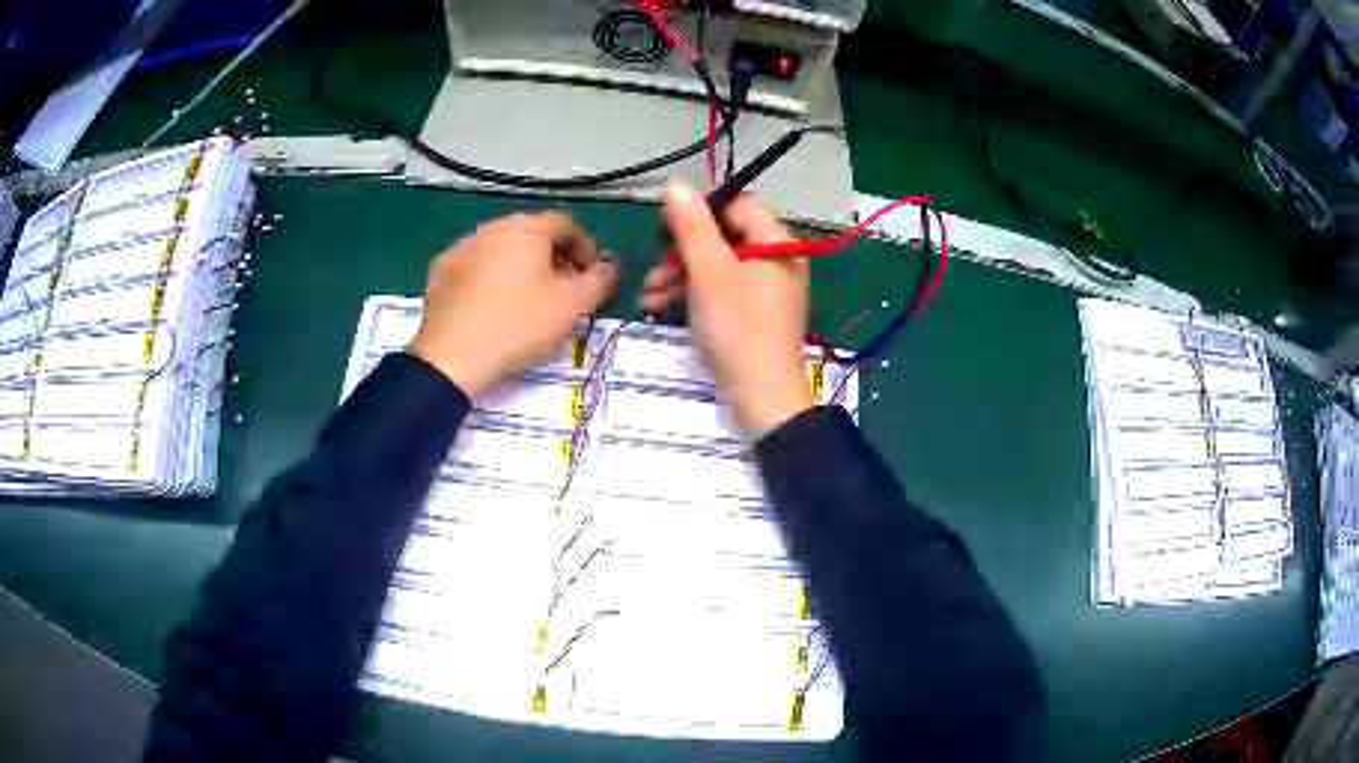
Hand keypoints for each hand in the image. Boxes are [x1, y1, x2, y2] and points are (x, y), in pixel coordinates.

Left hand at [410, 212, 616, 398]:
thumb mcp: (572, 306)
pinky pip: (477, 269)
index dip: (587, 250)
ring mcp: (461, 247)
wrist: (452, 356)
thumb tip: (609, 269)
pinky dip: (491, 282)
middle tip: (564, 293)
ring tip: (528, 303)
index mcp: (527, 227)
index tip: (592, 279)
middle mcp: (492, 227)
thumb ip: (599, 281)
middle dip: (554, 260)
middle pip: (533, 236)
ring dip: (521, 270)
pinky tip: (493, 309)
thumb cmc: (518, 324)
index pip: (568, 226)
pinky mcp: (440, 272)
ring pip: (503, 251)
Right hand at [641, 183, 814, 434]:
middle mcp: (777, 259)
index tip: (664, 230)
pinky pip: (722, 291)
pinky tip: (660, 308)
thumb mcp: (709, 271)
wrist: (761, 396)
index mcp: (776, 242)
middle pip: (723, 237)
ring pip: (717, 266)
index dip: (699, 213)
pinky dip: (693, 295)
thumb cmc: (737, 327)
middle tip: (653, 270)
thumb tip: (675, 184)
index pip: (736, 206)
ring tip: (649, 296)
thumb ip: (692, 226)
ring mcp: (767, 289)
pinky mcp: (755, 314)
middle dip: (681, 253)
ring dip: (679, 276)